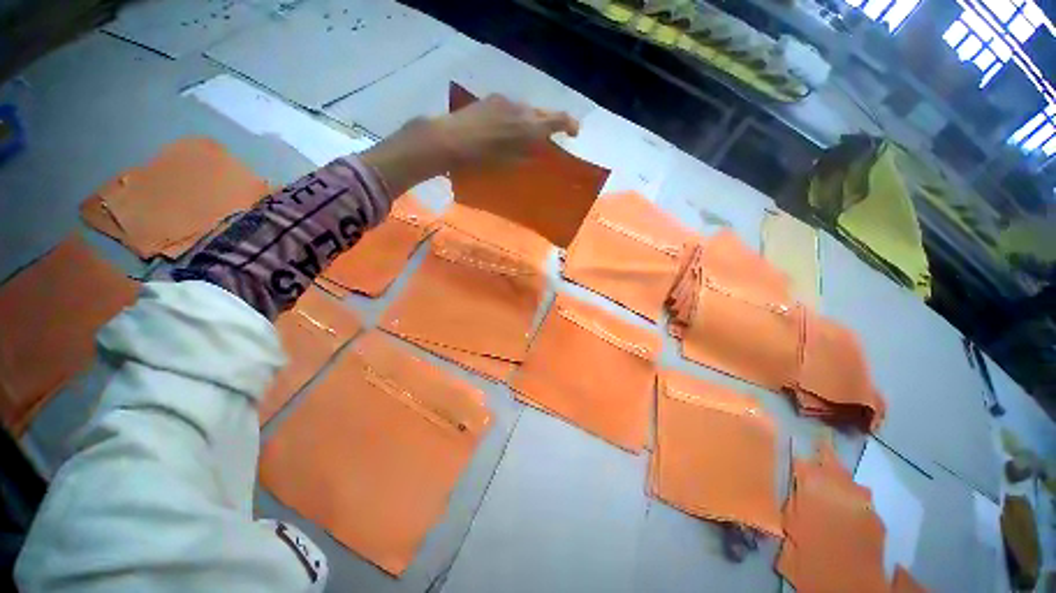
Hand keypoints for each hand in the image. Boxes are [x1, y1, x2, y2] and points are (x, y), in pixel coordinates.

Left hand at [361, 94, 577, 196]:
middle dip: (549, 125)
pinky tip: (505, 131)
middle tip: (548, 139)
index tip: (574, 133)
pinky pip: (511, 108)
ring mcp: (504, 102)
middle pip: (542, 113)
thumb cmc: (480, 161)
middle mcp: (520, 109)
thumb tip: (537, 151)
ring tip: (524, 138)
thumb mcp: (509, 164)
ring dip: (531, 122)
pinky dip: (516, 119)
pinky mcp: (490, 101)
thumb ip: (527, 155)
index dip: (569, 125)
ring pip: (526, 110)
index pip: (558, 119)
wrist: (448, 140)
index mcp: (529, 127)